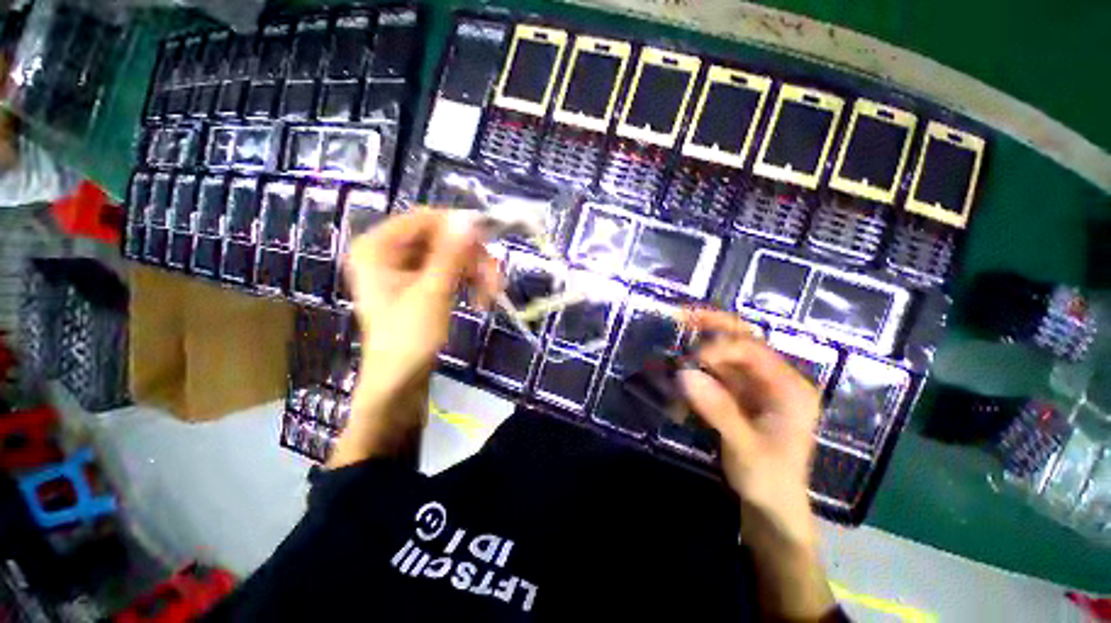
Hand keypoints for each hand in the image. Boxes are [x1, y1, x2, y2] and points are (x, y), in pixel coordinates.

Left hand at [329, 209, 499, 467]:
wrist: (400, 381)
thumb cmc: (409, 338)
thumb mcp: (433, 293)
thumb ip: (451, 254)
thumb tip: (469, 219)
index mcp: (377, 247)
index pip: (425, 219)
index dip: (459, 227)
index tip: (489, 243)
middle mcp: (387, 251)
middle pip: (440, 237)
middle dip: (472, 258)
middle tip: (496, 279)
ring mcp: (403, 268)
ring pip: (449, 255)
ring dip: (474, 272)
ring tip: (491, 296)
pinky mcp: (417, 283)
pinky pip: (448, 270)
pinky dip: (467, 282)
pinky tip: (480, 300)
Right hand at [678, 308, 821, 548]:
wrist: (771, 507)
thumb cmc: (769, 480)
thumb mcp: (745, 448)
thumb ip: (718, 410)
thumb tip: (684, 375)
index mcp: (789, 388)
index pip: (751, 350)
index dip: (718, 349)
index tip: (689, 363)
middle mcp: (775, 379)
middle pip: (744, 340)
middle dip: (714, 325)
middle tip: (683, 314)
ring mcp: (756, 386)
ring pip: (727, 354)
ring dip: (700, 347)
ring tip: (676, 337)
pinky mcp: (740, 395)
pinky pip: (716, 373)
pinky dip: (697, 369)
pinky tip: (679, 369)